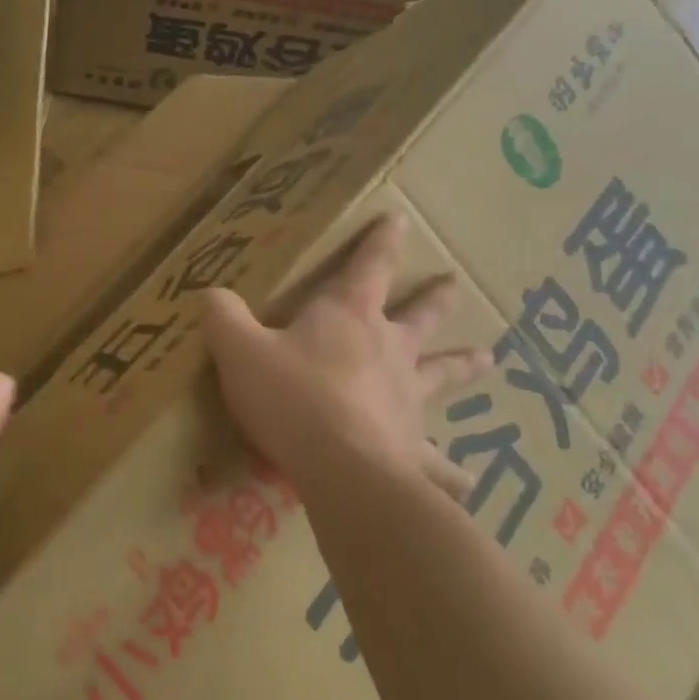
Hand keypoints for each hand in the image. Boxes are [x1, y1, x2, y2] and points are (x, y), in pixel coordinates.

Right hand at [201, 215, 489, 508]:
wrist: (342, 467)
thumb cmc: (292, 397)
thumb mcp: (240, 350)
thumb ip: (223, 317)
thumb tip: (211, 293)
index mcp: (349, 317)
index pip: (369, 267)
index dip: (381, 241)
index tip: (400, 219)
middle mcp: (389, 350)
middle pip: (418, 317)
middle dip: (433, 299)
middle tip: (454, 284)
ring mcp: (408, 398)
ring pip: (442, 375)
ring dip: (462, 365)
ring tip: (487, 358)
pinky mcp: (414, 447)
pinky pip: (437, 460)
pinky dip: (451, 470)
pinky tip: (468, 480)